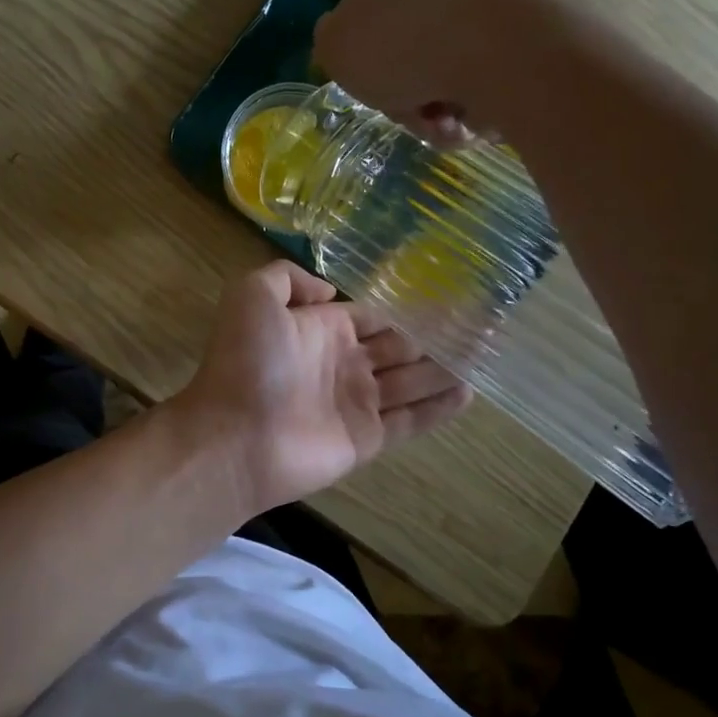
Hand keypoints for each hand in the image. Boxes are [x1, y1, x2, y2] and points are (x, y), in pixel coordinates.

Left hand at [171, 260, 470, 515]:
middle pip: (397, 350)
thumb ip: (287, 278)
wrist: (235, 436)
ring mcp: (355, 404)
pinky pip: (410, 421)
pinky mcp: (366, 439)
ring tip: (482, 357)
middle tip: (477, 329)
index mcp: (321, 330)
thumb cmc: (246, 363)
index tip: (442, 303)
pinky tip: (468, 393)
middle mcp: (342, 364)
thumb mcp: (252, 297)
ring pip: (410, 383)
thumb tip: (329, 289)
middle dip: (431, 340)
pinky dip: (438, 409)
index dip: (401, 313)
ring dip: (442, 370)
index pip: (370, 319)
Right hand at [312, 0, 626, 144]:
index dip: (367, 78)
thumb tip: (337, 37)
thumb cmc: (400, 53)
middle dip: (409, 104)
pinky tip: (479, 121)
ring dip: (442, 116)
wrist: (490, 44)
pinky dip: (477, 111)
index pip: (365, 42)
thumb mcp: (337, 48)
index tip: (374, 96)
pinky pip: (484, 88)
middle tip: (417, 119)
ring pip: (446, 84)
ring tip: (451, 128)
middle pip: (408, 69)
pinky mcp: (516, 37)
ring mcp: (475, 13)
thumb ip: (330, 43)